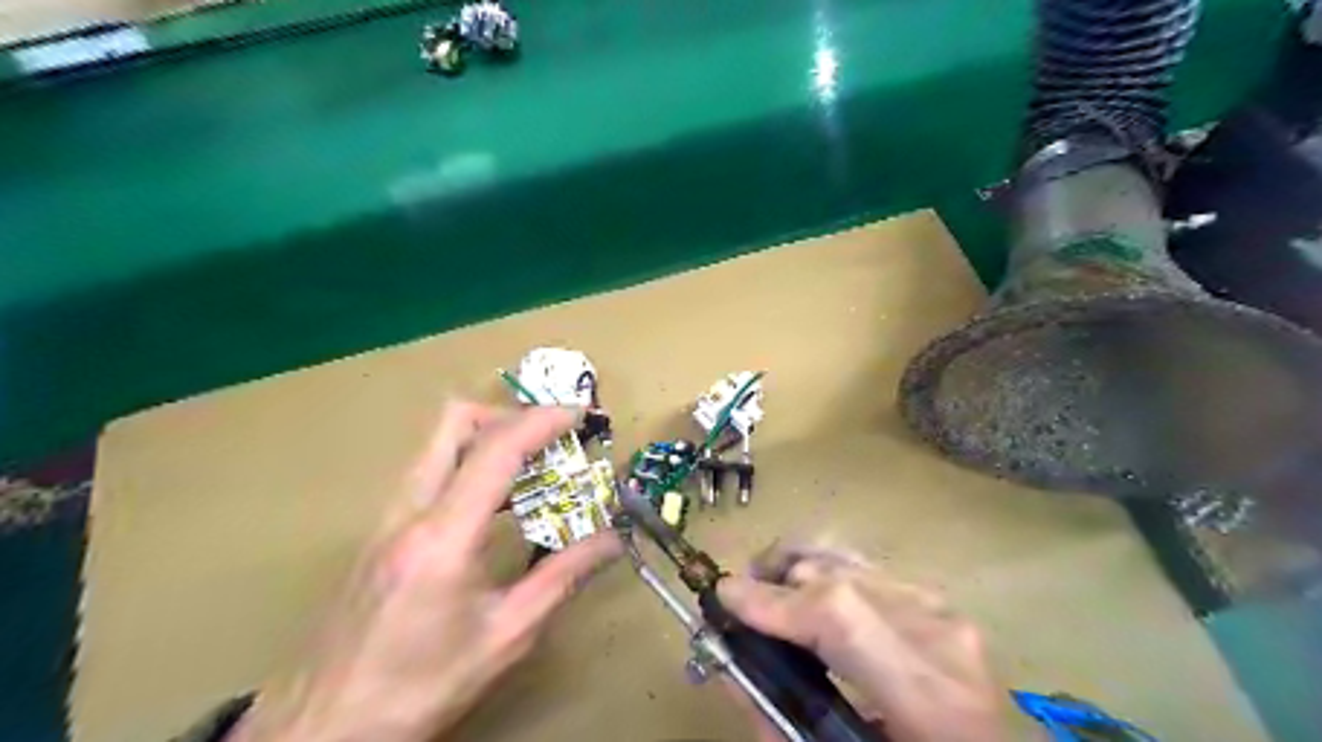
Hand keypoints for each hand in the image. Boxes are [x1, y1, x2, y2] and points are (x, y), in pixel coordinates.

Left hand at [229, 404, 621, 741]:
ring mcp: (387, 519)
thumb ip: (561, 578)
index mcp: (442, 537)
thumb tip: (611, 540)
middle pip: (453, 422)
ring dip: (489, 439)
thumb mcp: (505, 636)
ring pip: (438, 444)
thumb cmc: (419, 688)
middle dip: (509, 415)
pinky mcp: (380, 532)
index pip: (495, 451)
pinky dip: (470, 466)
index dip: (542, 421)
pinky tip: (497, 504)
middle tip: (550, 438)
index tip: (580, 414)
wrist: (324, 729)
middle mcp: (408, 512)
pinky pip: (431, 473)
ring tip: (535, 467)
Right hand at [718, 538, 1008, 740]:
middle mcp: (940, 636)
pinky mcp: (939, 601)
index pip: (838, 616)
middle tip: (738, 603)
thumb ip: (774, 717)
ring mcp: (943, 610)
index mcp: (927, 698)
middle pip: (837, 577)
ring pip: (846, 560)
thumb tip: (725, 659)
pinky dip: (824, 575)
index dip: (772, 600)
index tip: (723, 596)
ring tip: (766, 591)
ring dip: (796, 570)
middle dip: (774, 580)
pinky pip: (863, 568)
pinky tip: (808, 596)